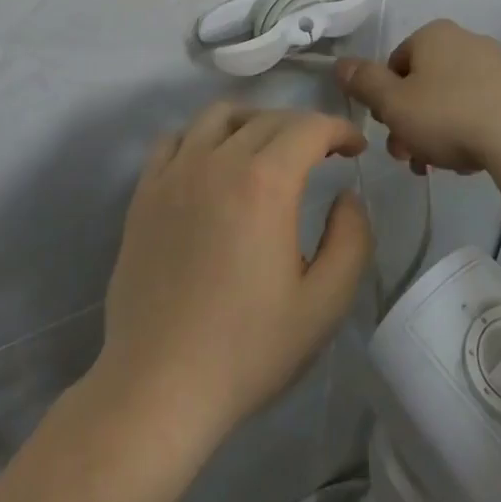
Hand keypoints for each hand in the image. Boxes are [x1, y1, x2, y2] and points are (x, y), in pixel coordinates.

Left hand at [94, 103, 372, 445]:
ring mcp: (175, 173)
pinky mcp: (144, 192)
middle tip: (323, 154)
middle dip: (304, 127)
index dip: (339, 129)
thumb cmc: (248, 349)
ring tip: (268, 148)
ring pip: (218, 116)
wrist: (159, 385)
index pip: (309, 128)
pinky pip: (175, 139)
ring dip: (253, 121)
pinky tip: (212, 163)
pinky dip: (202, 136)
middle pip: (268, 119)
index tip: (355, 149)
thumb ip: (351, 240)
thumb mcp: (324, 304)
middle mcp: (218, 161)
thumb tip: (346, 197)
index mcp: (265, 183)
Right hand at [335, 19, 500, 174]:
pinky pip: (478, 109)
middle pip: (422, 84)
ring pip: (449, 100)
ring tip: (437, 167)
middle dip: (409, 122)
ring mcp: (495, 65)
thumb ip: (363, 82)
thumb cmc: (447, 114)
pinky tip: (467, 161)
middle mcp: (464, 40)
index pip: (394, 64)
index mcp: (432, 35)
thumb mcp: (393, 103)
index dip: (385, 99)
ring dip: (435, 132)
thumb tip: (339, 64)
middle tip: (408, 157)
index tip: (388, 130)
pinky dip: (466, 132)